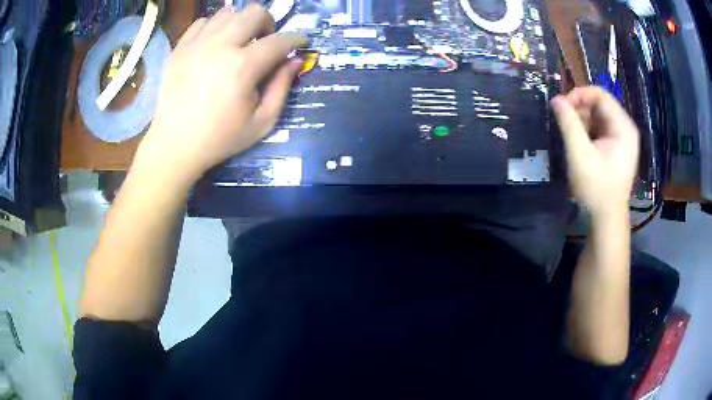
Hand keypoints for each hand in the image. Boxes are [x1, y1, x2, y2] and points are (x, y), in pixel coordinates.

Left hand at [138, 5, 307, 183]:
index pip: (280, 40)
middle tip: (264, 41)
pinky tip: (214, 44)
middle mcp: (220, 47)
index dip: (297, 39)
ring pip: (227, 13)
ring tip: (237, 42)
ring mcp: (196, 45)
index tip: (302, 42)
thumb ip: (282, 88)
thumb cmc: (219, 138)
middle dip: (268, 23)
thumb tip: (295, 61)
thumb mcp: (261, 123)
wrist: (174, 146)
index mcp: (243, 67)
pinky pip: (202, 22)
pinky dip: (214, 27)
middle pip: (254, 12)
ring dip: (240, 23)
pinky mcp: (179, 49)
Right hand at [552, 86, 639, 216]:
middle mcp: (625, 128)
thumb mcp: (580, 155)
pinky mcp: (617, 146)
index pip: (601, 95)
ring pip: (599, 115)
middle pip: (600, 104)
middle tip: (563, 120)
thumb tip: (556, 99)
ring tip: (569, 133)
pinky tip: (578, 141)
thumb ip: (569, 125)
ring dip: (582, 119)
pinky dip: (587, 129)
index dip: (579, 94)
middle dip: (580, 108)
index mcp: (623, 127)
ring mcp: (622, 138)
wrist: (606, 218)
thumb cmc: (596, 189)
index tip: (561, 105)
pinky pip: (600, 127)